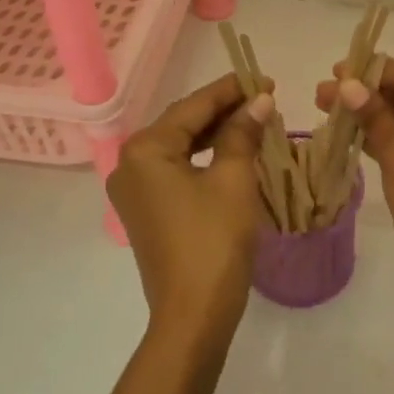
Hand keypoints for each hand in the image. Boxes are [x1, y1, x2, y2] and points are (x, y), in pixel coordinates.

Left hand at [108, 74, 273, 357]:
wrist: (193, 314)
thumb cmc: (214, 241)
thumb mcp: (235, 180)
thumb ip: (243, 133)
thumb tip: (260, 100)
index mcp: (145, 150)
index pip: (192, 107)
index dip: (230, 90)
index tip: (264, 78)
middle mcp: (129, 164)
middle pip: (182, 124)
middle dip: (224, 111)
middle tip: (264, 99)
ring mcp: (134, 191)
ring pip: (180, 148)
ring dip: (216, 134)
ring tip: (254, 122)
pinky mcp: (146, 211)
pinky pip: (176, 171)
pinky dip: (204, 159)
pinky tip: (233, 153)